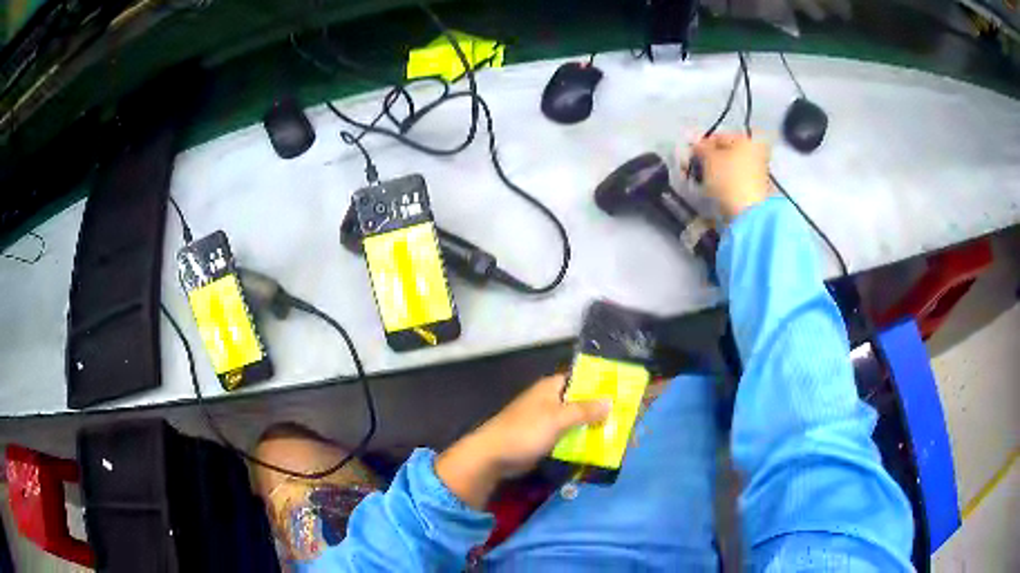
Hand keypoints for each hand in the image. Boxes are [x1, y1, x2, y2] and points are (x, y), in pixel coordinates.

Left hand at [435, 375, 610, 508]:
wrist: (492, 457)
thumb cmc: (524, 431)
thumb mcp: (557, 418)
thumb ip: (584, 410)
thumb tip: (611, 401)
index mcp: (552, 387)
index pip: (584, 379)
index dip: (604, 385)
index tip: (626, 393)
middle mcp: (552, 400)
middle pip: (584, 401)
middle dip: (604, 410)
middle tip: (629, 419)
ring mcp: (549, 421)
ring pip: (579, 420)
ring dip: (596, 427)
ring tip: (622, 435)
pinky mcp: (546, 439)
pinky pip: (571, 436)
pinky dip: (584, 440)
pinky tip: (602, 448)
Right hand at [689, 133, 770, 220]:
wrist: (747, 213)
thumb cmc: (728, 178)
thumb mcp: (709, 159)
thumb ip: (701, 148)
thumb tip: (697, 145)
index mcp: (747, 141)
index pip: (719, 137)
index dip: (702, 144)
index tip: (690, 154)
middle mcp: (756, 153)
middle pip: (727, 152)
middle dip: (709, 159)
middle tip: (695, 167)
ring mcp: (757, 172)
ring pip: (730, 167)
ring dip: (715, 172)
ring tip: (702, 180)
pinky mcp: (754, 190)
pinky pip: (734, 180)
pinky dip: (723, 183)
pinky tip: (714, 189)